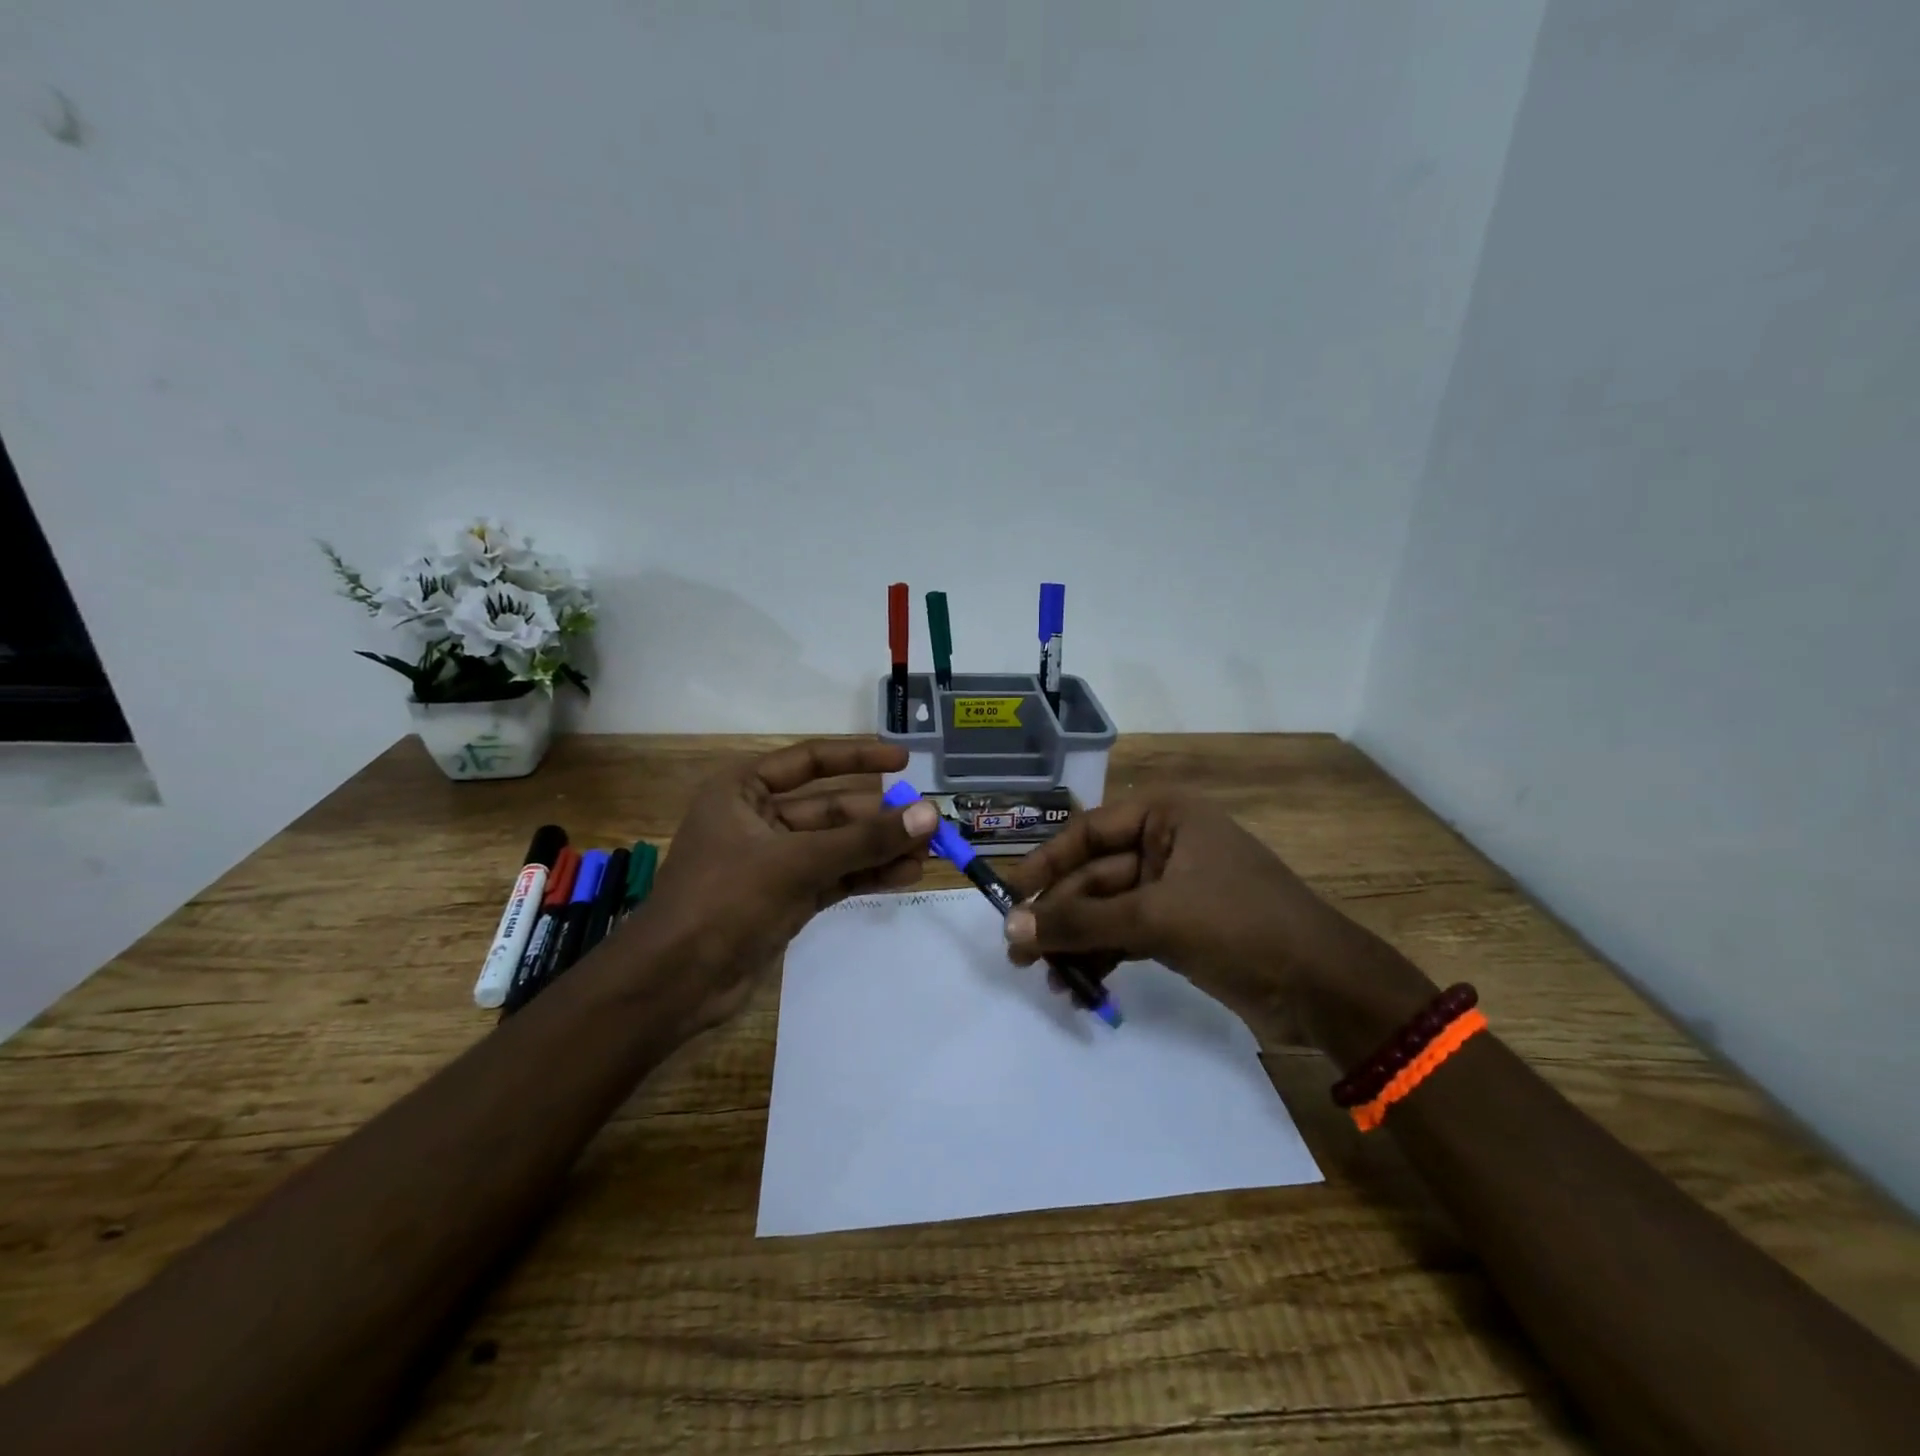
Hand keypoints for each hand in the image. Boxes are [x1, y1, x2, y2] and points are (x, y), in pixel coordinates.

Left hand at [625, 739, 939, 1033]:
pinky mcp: (787, 898)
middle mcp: (760, 819)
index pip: (810, 760)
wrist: (674, 983)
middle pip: (832, 808)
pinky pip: (836, 876)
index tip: (904, 760)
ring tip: (929, 852)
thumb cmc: (723, 900)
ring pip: (838, 846)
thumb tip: (929, 814)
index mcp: (744, 791)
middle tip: (929, 822)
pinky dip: (867, 875)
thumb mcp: (796, 862)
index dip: (859, 757)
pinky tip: (905, 874)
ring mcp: (775, 862)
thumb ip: (864, 840)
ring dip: (879, 848)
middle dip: (879, 816)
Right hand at [999, 794, 1434, 1059]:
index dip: (1044, 864)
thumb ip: (1080, 922)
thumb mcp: (1154, 918)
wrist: (1324, 988)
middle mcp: (1166, 843)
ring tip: (1048, 982)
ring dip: (1077, 944)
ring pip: (1107, 910)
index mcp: (1166, 816)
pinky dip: (1103, 959)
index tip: (1009, 900)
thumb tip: (1010, 931)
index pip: (1088, 832)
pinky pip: (1127, 936)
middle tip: (1019, 958)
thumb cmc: (1240, 925)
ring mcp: (1174, 888)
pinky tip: (1081, 988)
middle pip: (1094, 876)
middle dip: (1060, 917)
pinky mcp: (1181, 929)